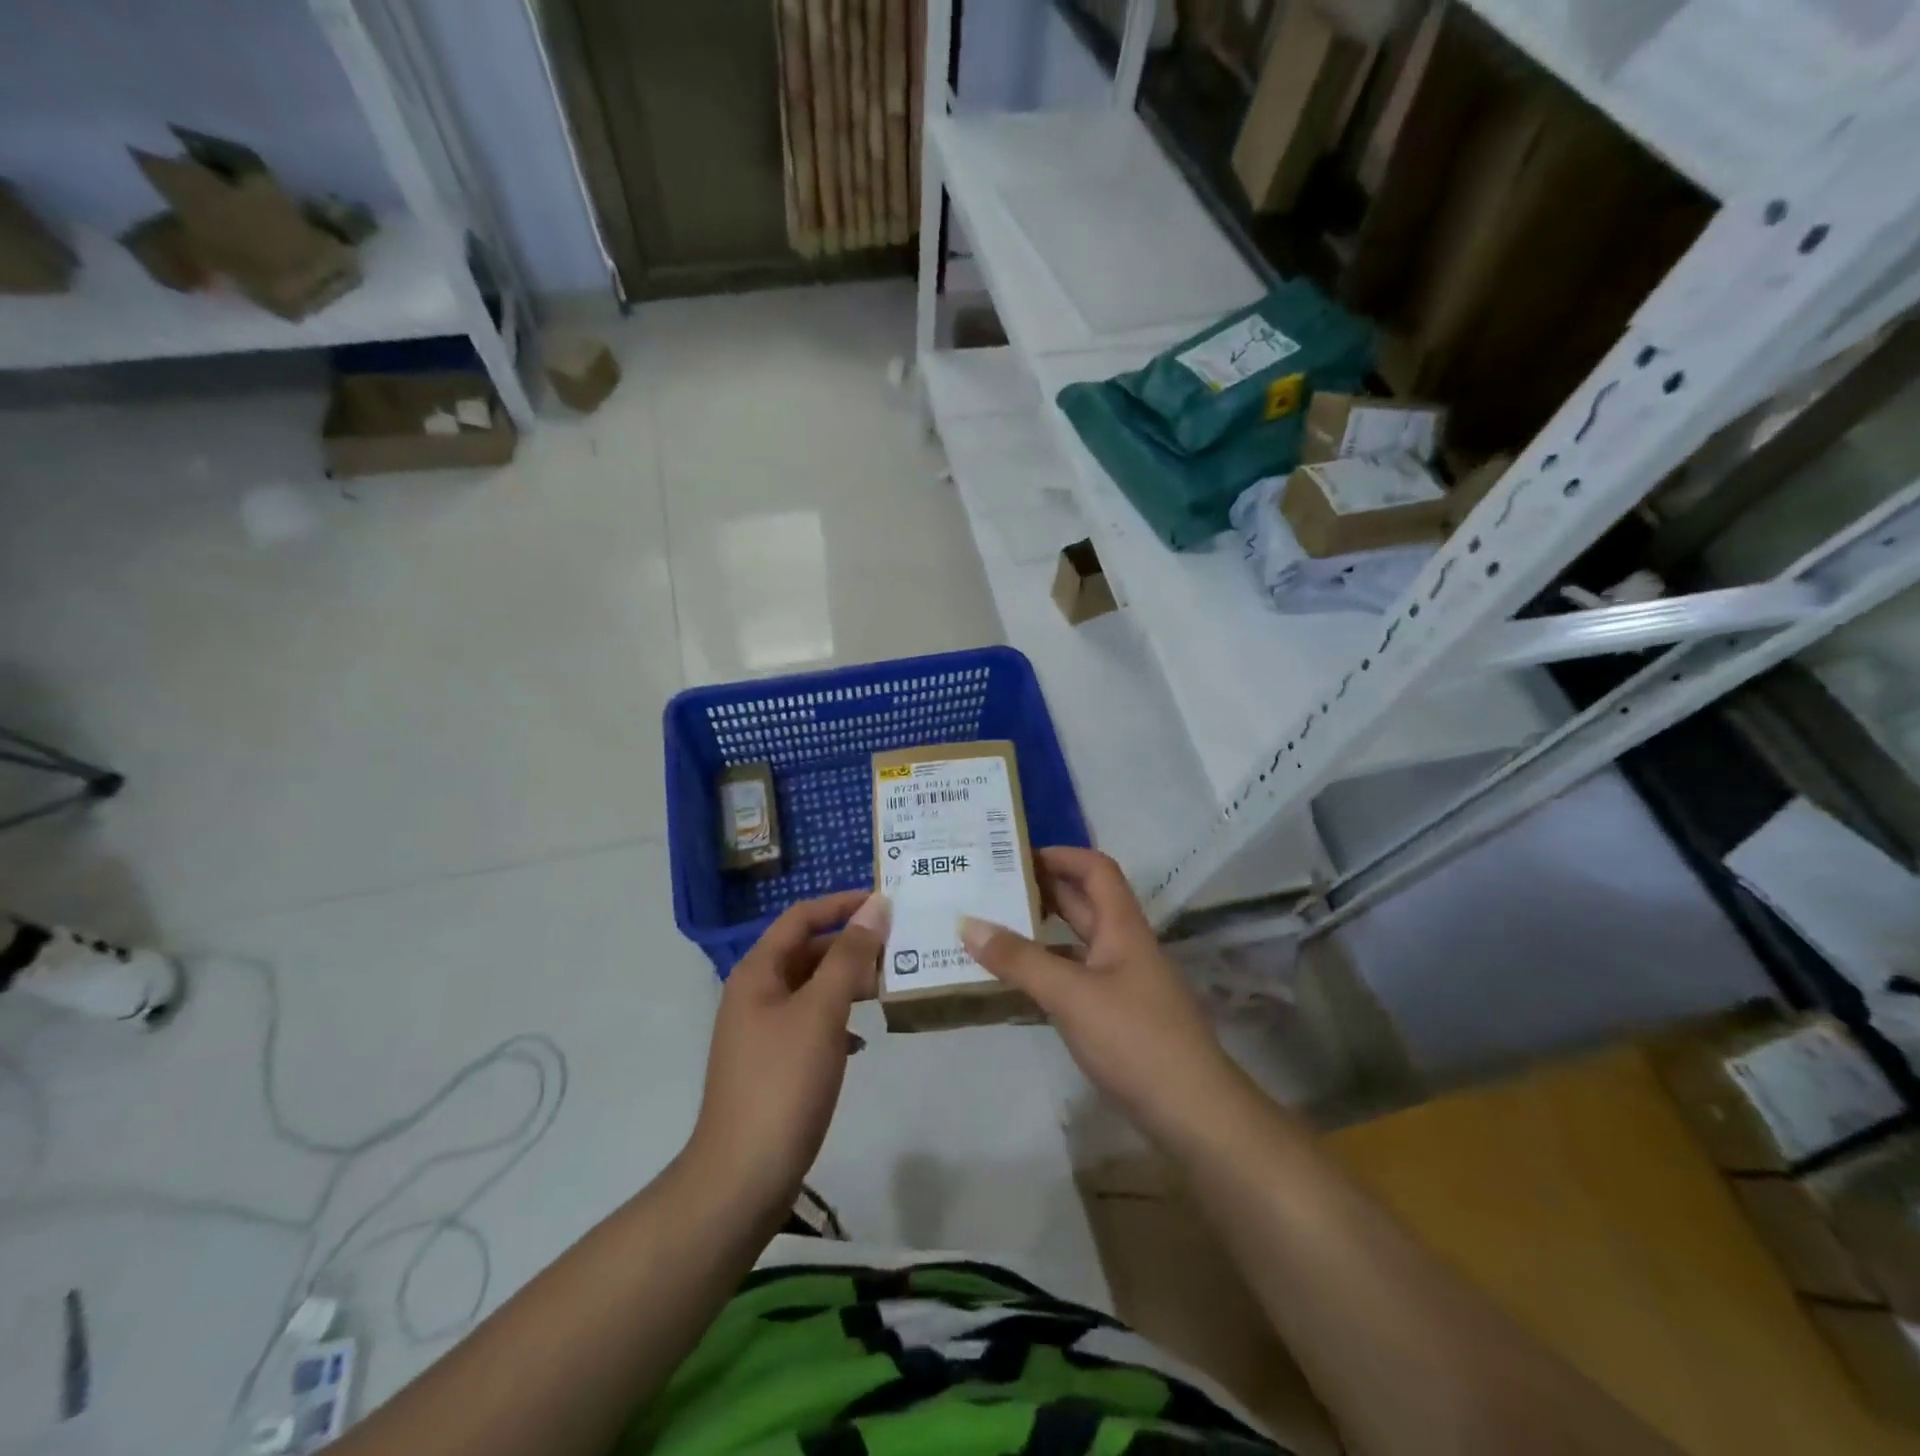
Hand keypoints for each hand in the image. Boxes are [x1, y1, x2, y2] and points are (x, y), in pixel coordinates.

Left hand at [688, 891, 887, 1222]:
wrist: (743, 1176)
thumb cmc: (783, 1081)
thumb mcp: (821, 1011)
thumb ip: (849, 956)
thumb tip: (875, 905)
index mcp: (758, 972)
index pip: (801, 916)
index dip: (841, 903)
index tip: (885, 902)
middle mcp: (756, 993)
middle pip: (807, 950)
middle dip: (851, 945)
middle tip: (899, 947)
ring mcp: (762, 1030)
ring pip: (812, 988)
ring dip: (848, 982)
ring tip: (889, 987)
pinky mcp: (774, 1064)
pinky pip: (812, 1024)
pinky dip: (838, 1021)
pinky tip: (862, 1040)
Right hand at [959, 848, 1238, 1144]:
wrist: (1192, 1111)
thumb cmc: (1134, 1038)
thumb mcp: (1071, 995)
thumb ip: (1019, 960)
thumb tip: (967, 923)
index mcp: (1122, 926)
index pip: (1095, 869)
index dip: (1060, 854)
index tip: (1015, 855)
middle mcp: (1123, 945)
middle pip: (1084, 901)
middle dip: (1042, 889)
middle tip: (991, 886)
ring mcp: (1122, 981)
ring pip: (1078, 941)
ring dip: (1042, 930)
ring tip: (993, 926)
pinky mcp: (1117, 1014)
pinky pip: (1077, 975)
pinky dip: (1048, 969)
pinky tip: (1018, 980)